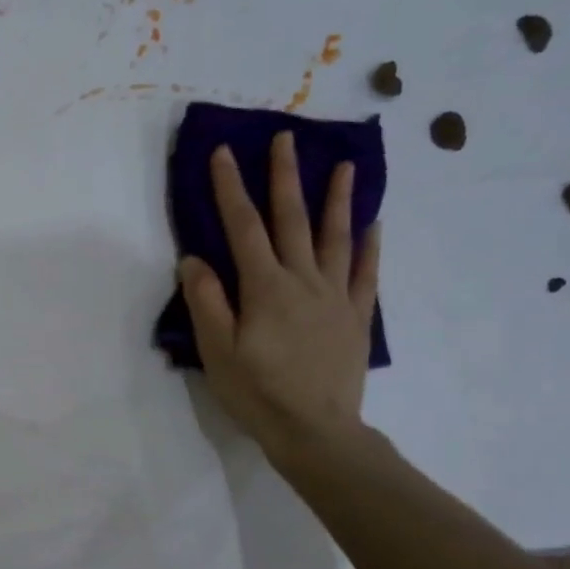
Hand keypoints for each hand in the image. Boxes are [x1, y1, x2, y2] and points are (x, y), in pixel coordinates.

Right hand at [178, 131, 380, 461]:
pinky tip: (374, 225)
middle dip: (285, 177)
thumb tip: (195, 259)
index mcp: (265, 287)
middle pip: (292, 219)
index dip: (230, 188)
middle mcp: (303, 280)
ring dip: (337, 199)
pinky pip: (365, 273)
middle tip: (286, 138)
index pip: (242, 227)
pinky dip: (369, 247)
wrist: (315, 430)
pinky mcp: (356, 317)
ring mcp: (335, 296)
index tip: (223, 153)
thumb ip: (206, 301)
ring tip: (345, 166)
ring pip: (335, 238)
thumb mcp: (217, 351)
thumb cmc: (258, 392)